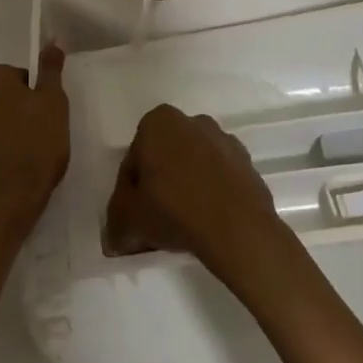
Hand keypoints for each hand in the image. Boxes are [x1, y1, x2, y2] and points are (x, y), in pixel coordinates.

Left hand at [0, 45, 69, 225]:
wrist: (3, 202)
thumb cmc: (34, 146)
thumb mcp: (53, 103)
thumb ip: (50, 70)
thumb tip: (51, 42)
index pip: (22, 76)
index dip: (39, 96)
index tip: (49, 117)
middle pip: (5, 94)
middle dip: (22, 110)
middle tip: (43, 134)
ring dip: (9, 127)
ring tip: (29, 152)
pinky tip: (13, 164)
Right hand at [104, 105, 278, 267]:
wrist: (239, 230)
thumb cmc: (174, 210)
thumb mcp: (129, 220)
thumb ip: (116, 224)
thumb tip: (113, 240)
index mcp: (157, 122)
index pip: (134, 159)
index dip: (129, 190)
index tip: (133, 215)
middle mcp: (192, 122)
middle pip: (165, 158)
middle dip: (159, 184)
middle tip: (155, 219)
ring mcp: (224, 141)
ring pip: (194, 166)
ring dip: (187, 188)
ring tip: (183, 225)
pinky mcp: (249, 165)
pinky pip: (220, 179)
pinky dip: (212, 195)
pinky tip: (208, 223)